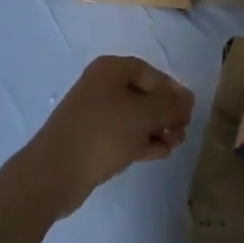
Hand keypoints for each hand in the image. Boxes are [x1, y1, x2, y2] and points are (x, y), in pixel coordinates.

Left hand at [15, 56, 195, 217]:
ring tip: (174, 145)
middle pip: (143, 94)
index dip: (171, 90)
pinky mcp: (91, 138)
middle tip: (182, 131)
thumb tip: (189, 97)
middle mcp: (101, 85)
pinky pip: (123, 133)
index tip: (187, 110)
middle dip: (166, 112)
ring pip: (134, 116)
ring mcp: (94, 113)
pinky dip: (142, 141)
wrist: (54, 172)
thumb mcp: (143, 116)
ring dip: (157, 129)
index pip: (150, 73)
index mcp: (110, 69)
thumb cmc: (102, 133)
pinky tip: (159, 153)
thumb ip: (170, 104)